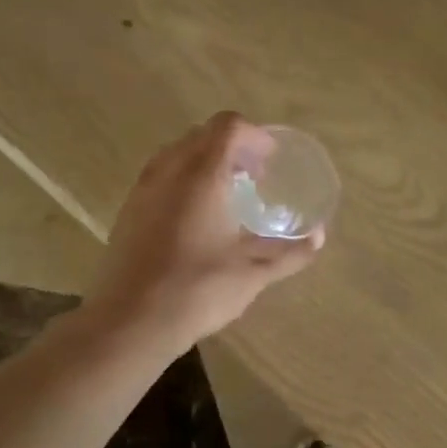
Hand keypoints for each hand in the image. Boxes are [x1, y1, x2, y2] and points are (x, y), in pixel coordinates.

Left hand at [88, 113, 324, 353]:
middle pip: (202, 135)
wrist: (130, 321)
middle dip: (232, 147)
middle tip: (254, 177)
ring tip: (227, 195)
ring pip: (177, 154)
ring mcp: (143, 190)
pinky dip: (183, 181)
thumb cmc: (197, 290)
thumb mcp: (253, 273)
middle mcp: (168, 171)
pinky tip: (197, 219)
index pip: (228, 127)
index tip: (271, 161)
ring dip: (205, 162)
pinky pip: (160, 177)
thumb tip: (318, 237)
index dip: (255, 136)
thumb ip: (289, 252)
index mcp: (201, 176)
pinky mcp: (128, 211)